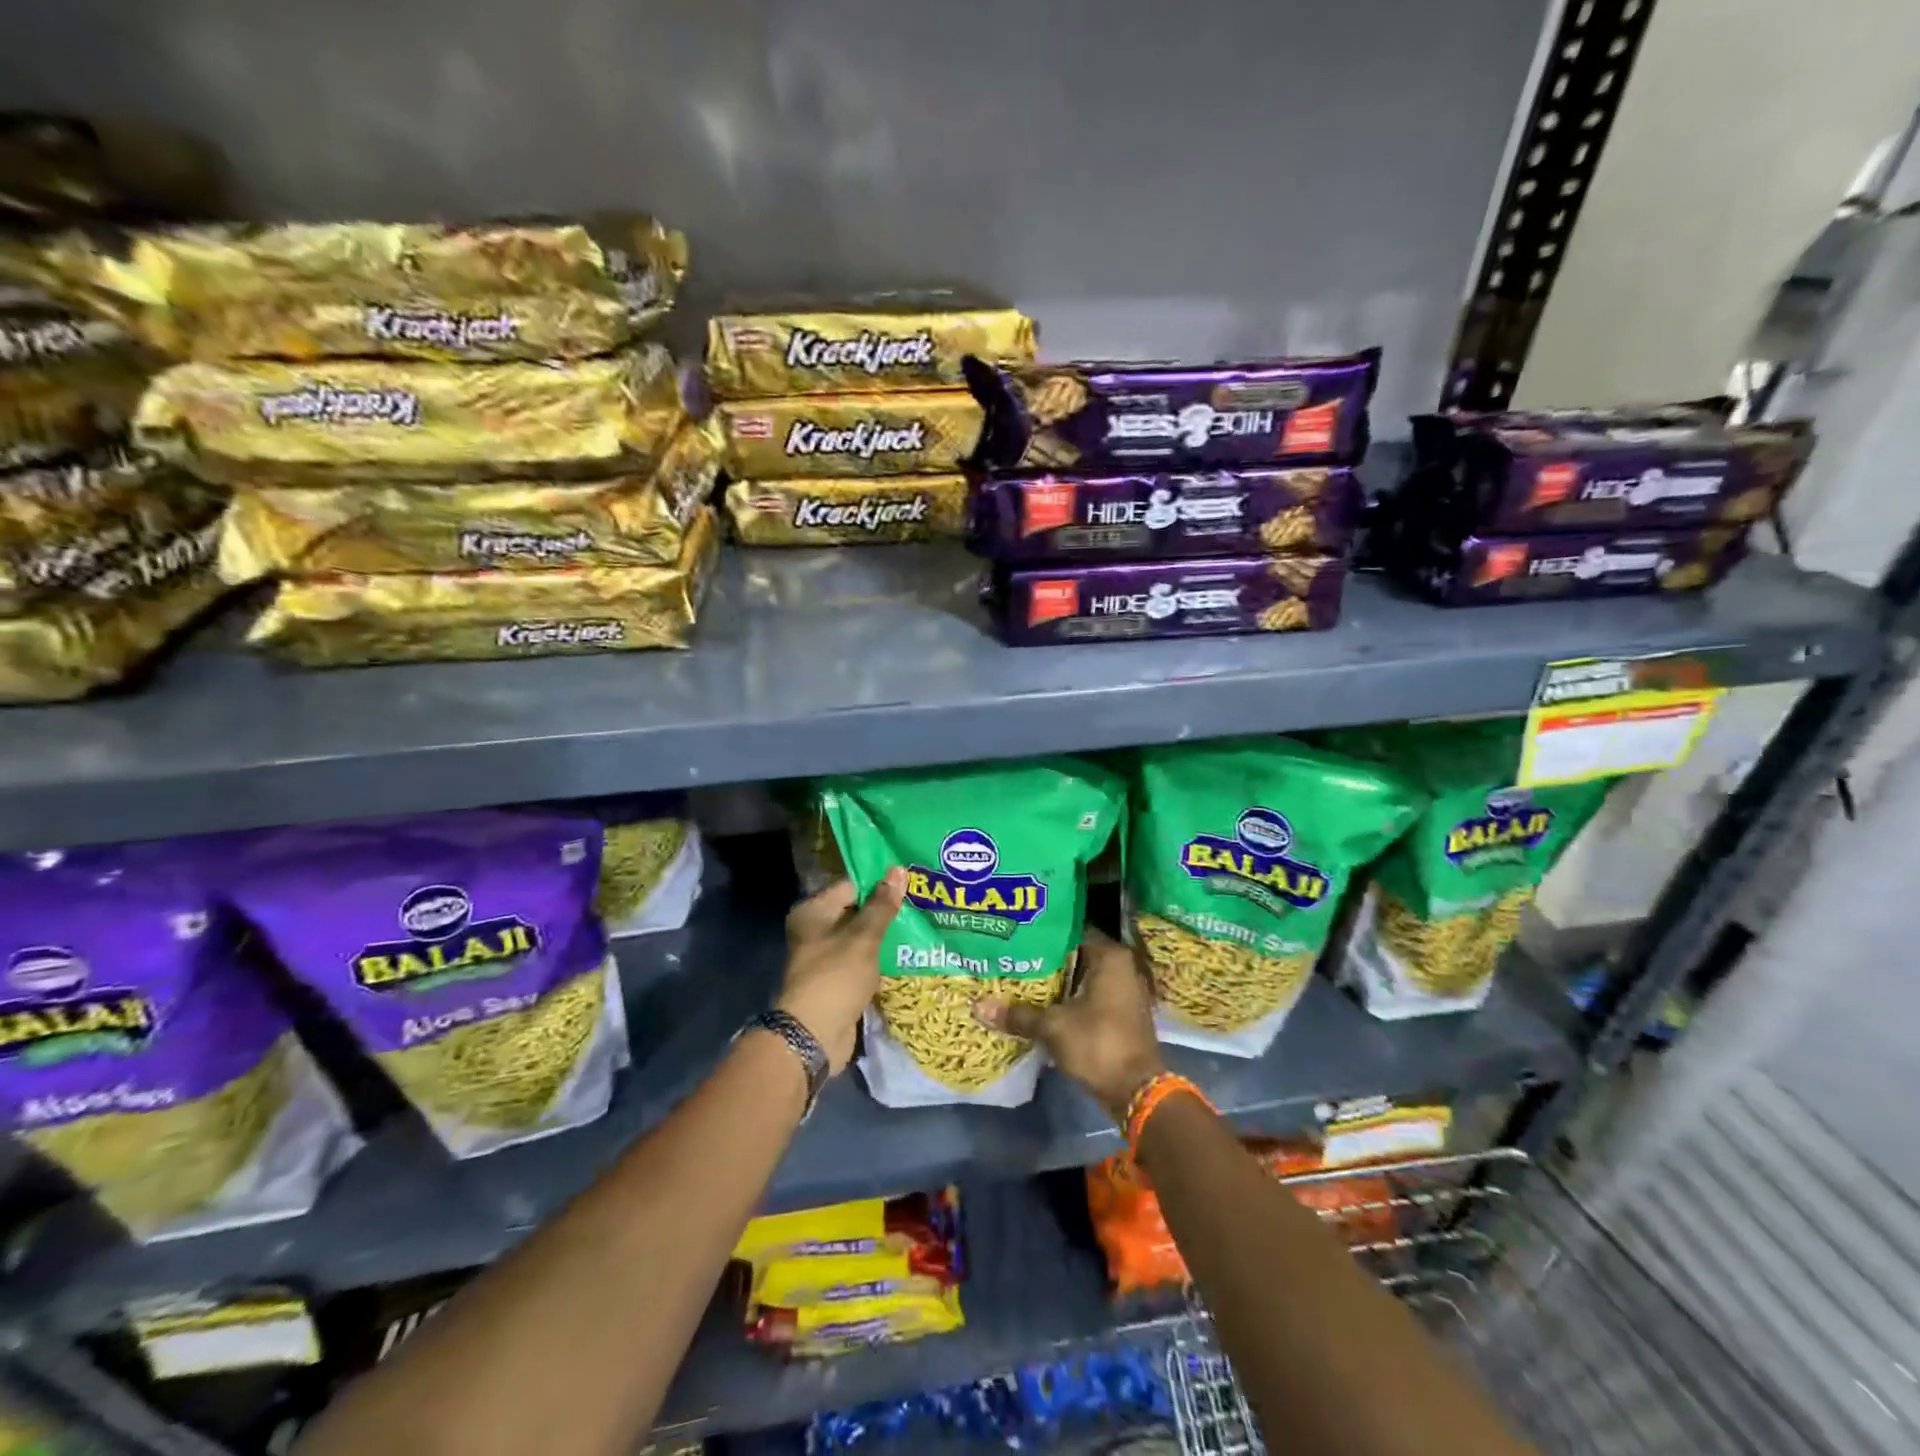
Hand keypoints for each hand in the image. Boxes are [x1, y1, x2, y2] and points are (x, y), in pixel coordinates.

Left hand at [777, 869, 904, 1073]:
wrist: (814, 1036)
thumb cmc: (836, 977)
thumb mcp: (863, 938)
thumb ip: (882, 905)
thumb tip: (898, 870)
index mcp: (813, 912)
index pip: (851, 885)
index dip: (880, 880)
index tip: (910, 877)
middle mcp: (815, 930)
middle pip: (856, 909)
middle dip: (886, 907)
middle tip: (921, 897)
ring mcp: (826, 956)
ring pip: (861, 936)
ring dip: (885, 933)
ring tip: (921, 920)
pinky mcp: (838, 979)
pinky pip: (863, 959)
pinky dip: (880, 956)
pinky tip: (908, 950)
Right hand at [974, 928, 1164, 1123]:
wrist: (1137, 1091)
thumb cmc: (1099, 1044)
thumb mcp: (1053, 1027)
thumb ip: (1018, 1014)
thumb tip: (978, 1007)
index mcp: (1110, 957)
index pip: (1070, 931)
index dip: (1042, 935)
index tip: (1016, 938)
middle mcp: (1122, 967)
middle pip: (1076, 956)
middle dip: (1046, 961)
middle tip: (1012, 959)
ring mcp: (1125, 991)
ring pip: (1082, 978)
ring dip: (1057, 983)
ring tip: (1021, 981)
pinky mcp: (1122, 1014)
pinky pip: (1090, 996)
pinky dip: (1070, 1000)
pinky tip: (1042, 1005)